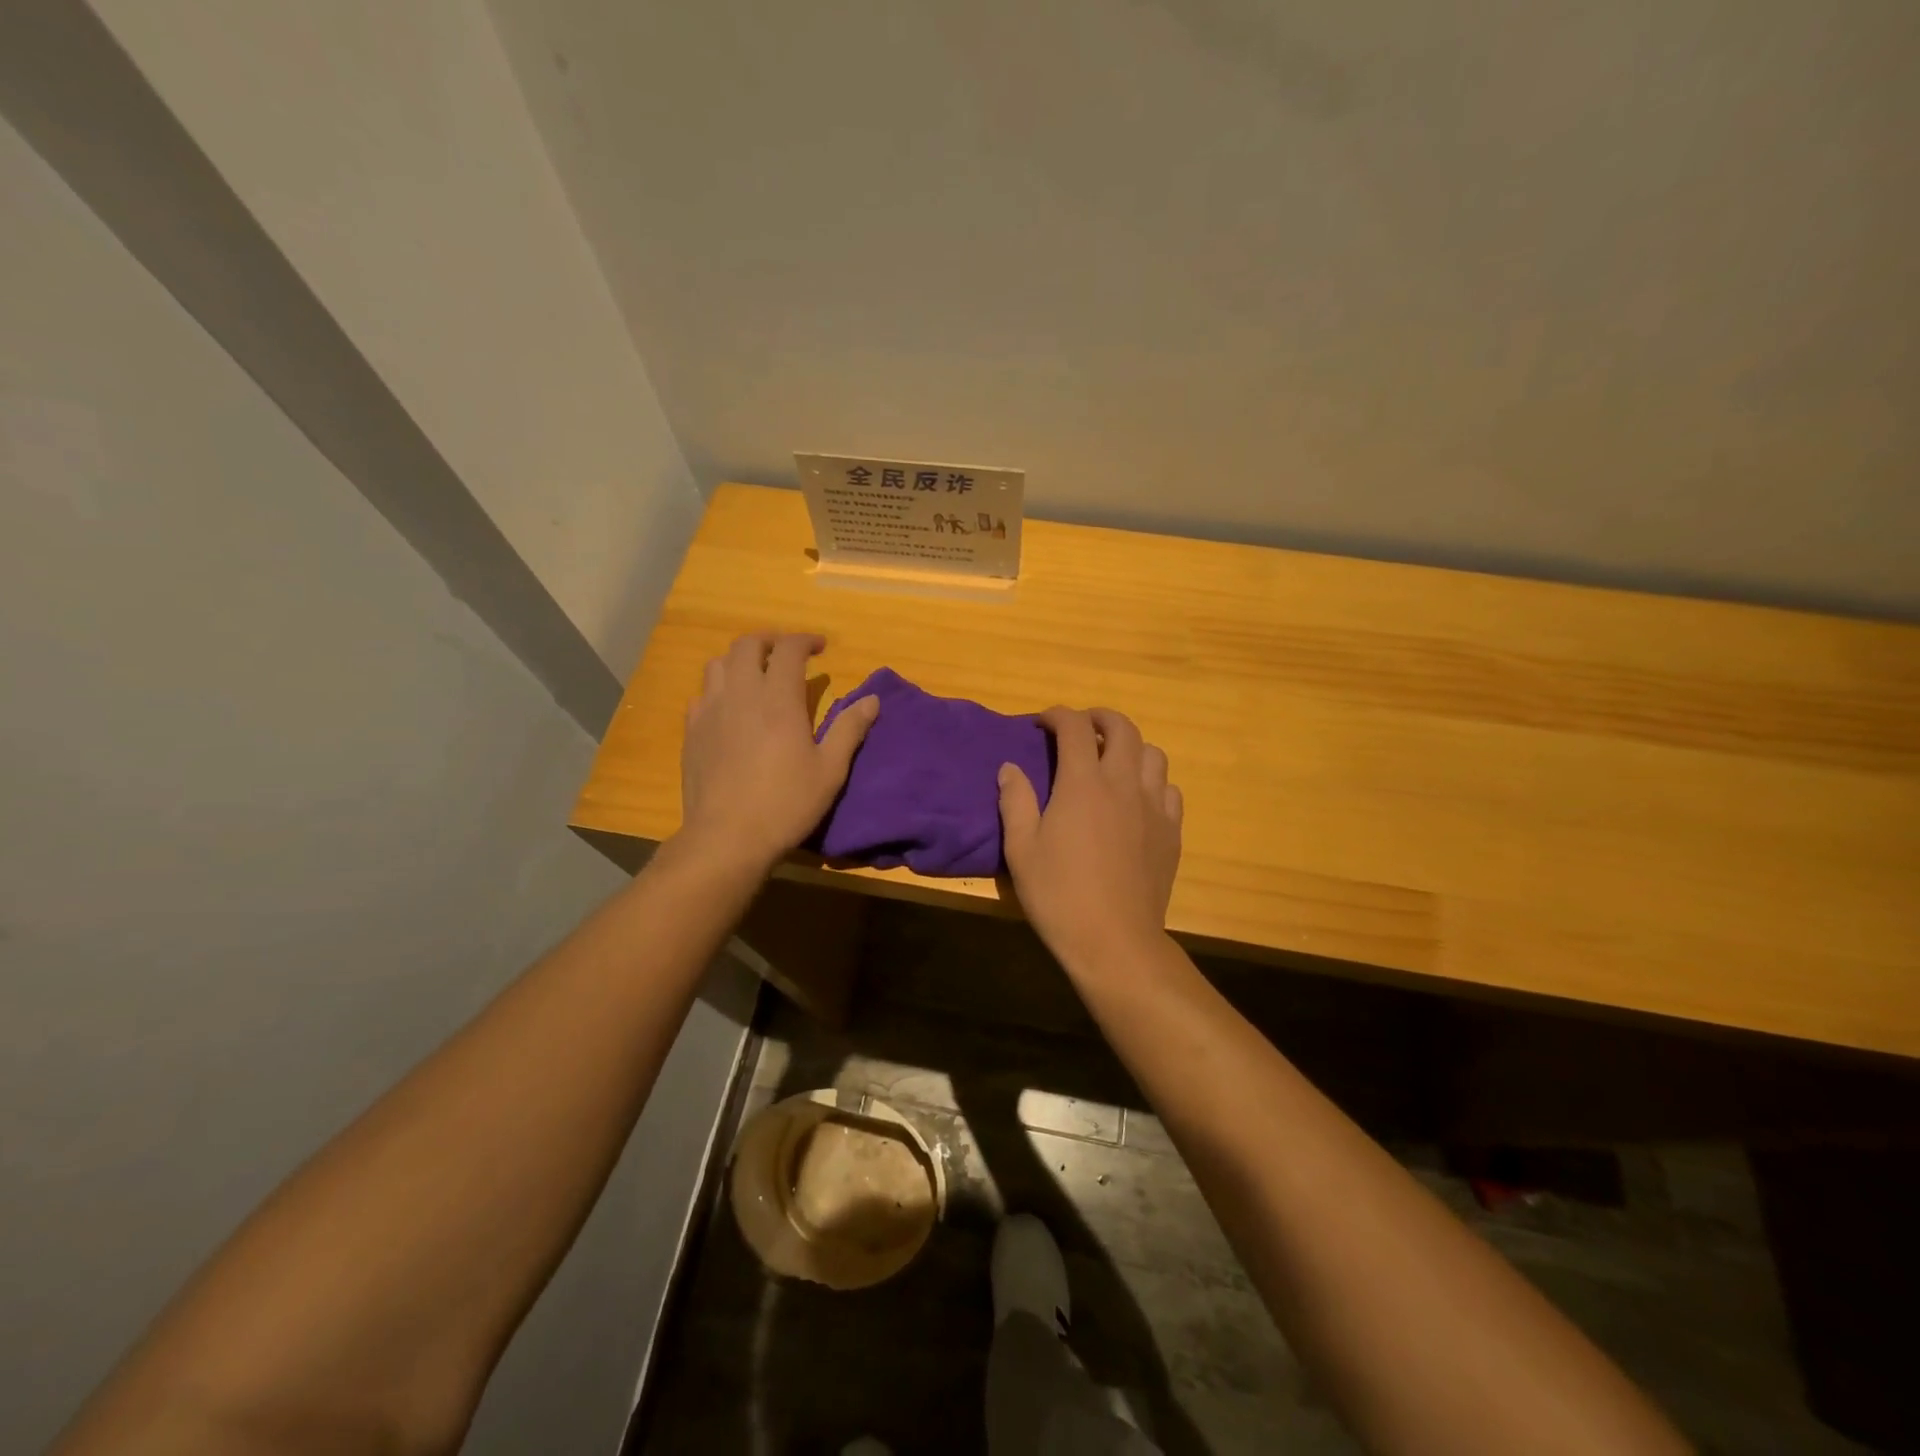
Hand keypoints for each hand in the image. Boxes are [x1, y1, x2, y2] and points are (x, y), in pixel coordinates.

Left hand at [677, 632, 878, 870]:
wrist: (727, 837)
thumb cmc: (786, 803)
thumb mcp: (830, 770)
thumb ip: (850, 729)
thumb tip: (872, 699)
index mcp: (778, 698)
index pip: (789, 649)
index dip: (805, 640)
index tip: (821, 647)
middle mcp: (741, 694)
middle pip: (747, 645)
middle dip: (771, 641)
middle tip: (788, 654)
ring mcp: (710, 711)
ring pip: (718, 664)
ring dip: (741, 660)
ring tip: (757, 674)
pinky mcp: (692, 731)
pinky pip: (702, 694)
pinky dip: (720, 689)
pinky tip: (730, 708)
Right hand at [997, 707, 1182, 972]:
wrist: (1115, 941)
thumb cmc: (1059, 895)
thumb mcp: (1021, 849)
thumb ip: (1015, 801)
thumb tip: (1010, 767)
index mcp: (1083, 783)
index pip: (1075, 728)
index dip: (1057, 716)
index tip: (1042, 723)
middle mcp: (1123, 784)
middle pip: (1123, 728)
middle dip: (1100, 718)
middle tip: (1082, 727)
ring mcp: (1154, 807)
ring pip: (1153, 754)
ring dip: (1131, 747)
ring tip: (1112, 760)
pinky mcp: (1172, 832)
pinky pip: (1169, 789)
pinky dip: (1152, 781)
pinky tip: (1138, 799)